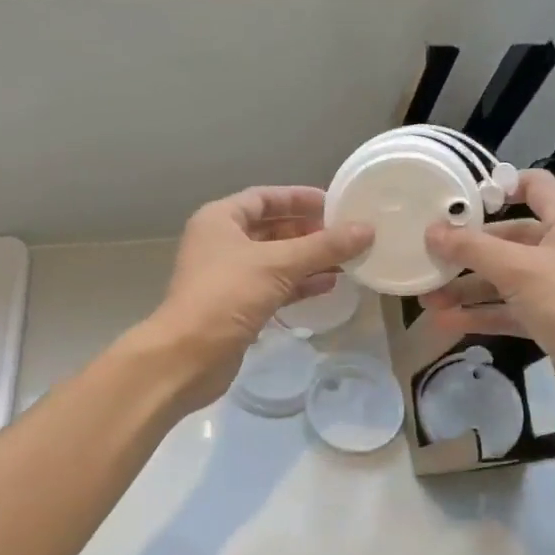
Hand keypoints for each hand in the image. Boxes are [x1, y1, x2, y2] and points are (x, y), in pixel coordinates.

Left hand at [140, 186, 371, 411]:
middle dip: (308, 232)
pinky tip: (329, 285)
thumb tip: (366, 230)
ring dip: (308, 260)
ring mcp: (228, 277)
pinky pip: (274, 286)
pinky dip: (299, 284)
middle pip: (271, 228)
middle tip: (346, 235)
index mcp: (220, 220)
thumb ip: (324, 247)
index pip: (264, 198)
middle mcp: (221, 243)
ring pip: (275, 260)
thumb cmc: (227, 296)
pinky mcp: (237, 307)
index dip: (298, 198)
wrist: (188, 357)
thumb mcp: (279, 264)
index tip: (334, 204)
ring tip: (347, 260)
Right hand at [421, 170, 554, 430]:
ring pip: (503, 279)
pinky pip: (507, 311)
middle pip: (508, 238)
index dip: (501, 184)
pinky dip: (480, 315)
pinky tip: (446, 322)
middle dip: (468, 249)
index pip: (535, 186)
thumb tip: (431, 230)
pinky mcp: (548, 321)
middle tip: (428, 255)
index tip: (461, 198)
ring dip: (467, 287)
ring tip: (427, 298)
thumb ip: (474, 249)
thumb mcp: (519, 270)